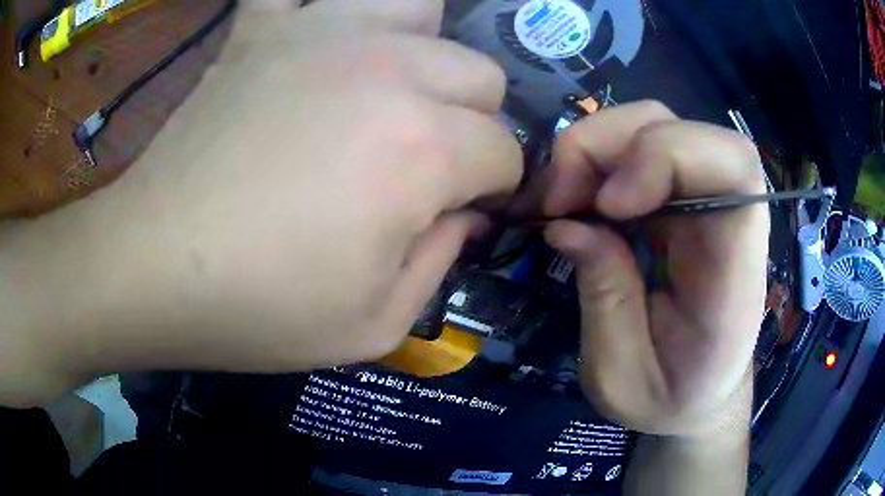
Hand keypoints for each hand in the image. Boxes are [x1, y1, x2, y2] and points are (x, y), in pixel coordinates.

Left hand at [0, 0, 521, 402]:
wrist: (149, 270)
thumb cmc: (257, 312)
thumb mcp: (375, 325)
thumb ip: (442, 262)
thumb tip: (464, 214)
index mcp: (421, 147)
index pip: (503, 151)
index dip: (494, 187)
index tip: (464, 211)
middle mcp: (387, 68)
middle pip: (479, 73)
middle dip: (471, 122)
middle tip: (425, 161)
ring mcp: (318, 34)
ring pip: (420, 9)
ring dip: (423, 50)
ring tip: (391, 90)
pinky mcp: (260, 30)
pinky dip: (325, 8)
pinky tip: (320, 43)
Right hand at [540, 101, 768, 436]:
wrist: (701, 397)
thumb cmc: (672, 398)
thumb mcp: (623, 377)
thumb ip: (604, 301)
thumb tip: (566, 225)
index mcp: (734, 270)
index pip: (733, 165)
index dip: (667, 155)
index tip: (608, 206)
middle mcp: (728, 219)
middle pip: (679, 126)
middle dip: (608, 145)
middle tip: (556, 199)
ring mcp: (703, 201)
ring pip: (653, 125)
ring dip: (595, 149)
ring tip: (559, 200)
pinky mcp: (680, 201)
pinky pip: (638, 151)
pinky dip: (597, 163)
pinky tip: (575, 200)